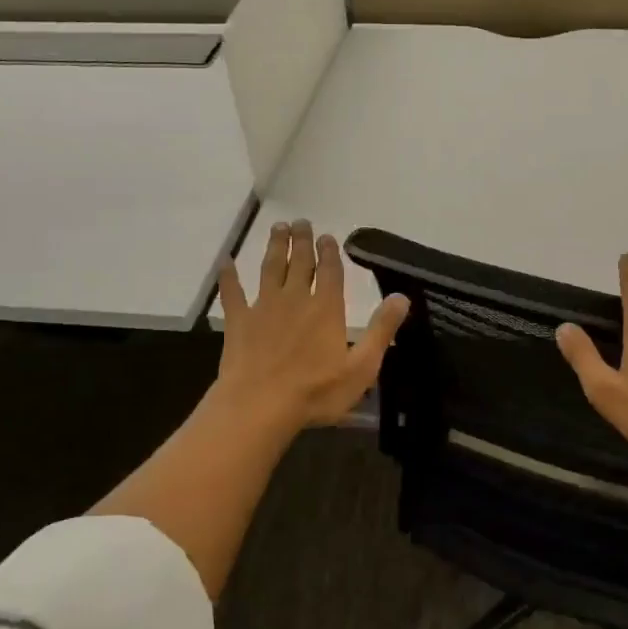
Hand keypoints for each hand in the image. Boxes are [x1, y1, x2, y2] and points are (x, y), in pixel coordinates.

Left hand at [215, 220, 409, 431]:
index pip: (330, 272)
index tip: (328, 236)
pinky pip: (233, 293)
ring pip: (270, 269)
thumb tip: (401, 297)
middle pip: (300, 262)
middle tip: (301, 222)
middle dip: (302, 241)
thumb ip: (381, 330)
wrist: (259, 406)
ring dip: (275, 247)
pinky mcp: (238, 322)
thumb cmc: (315, 392)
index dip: (330, 252)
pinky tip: (226, 262)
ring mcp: (263, 308)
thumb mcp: (361, 367)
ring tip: (278, 228)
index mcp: (326, 309)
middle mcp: (295, 299)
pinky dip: (229, 276)